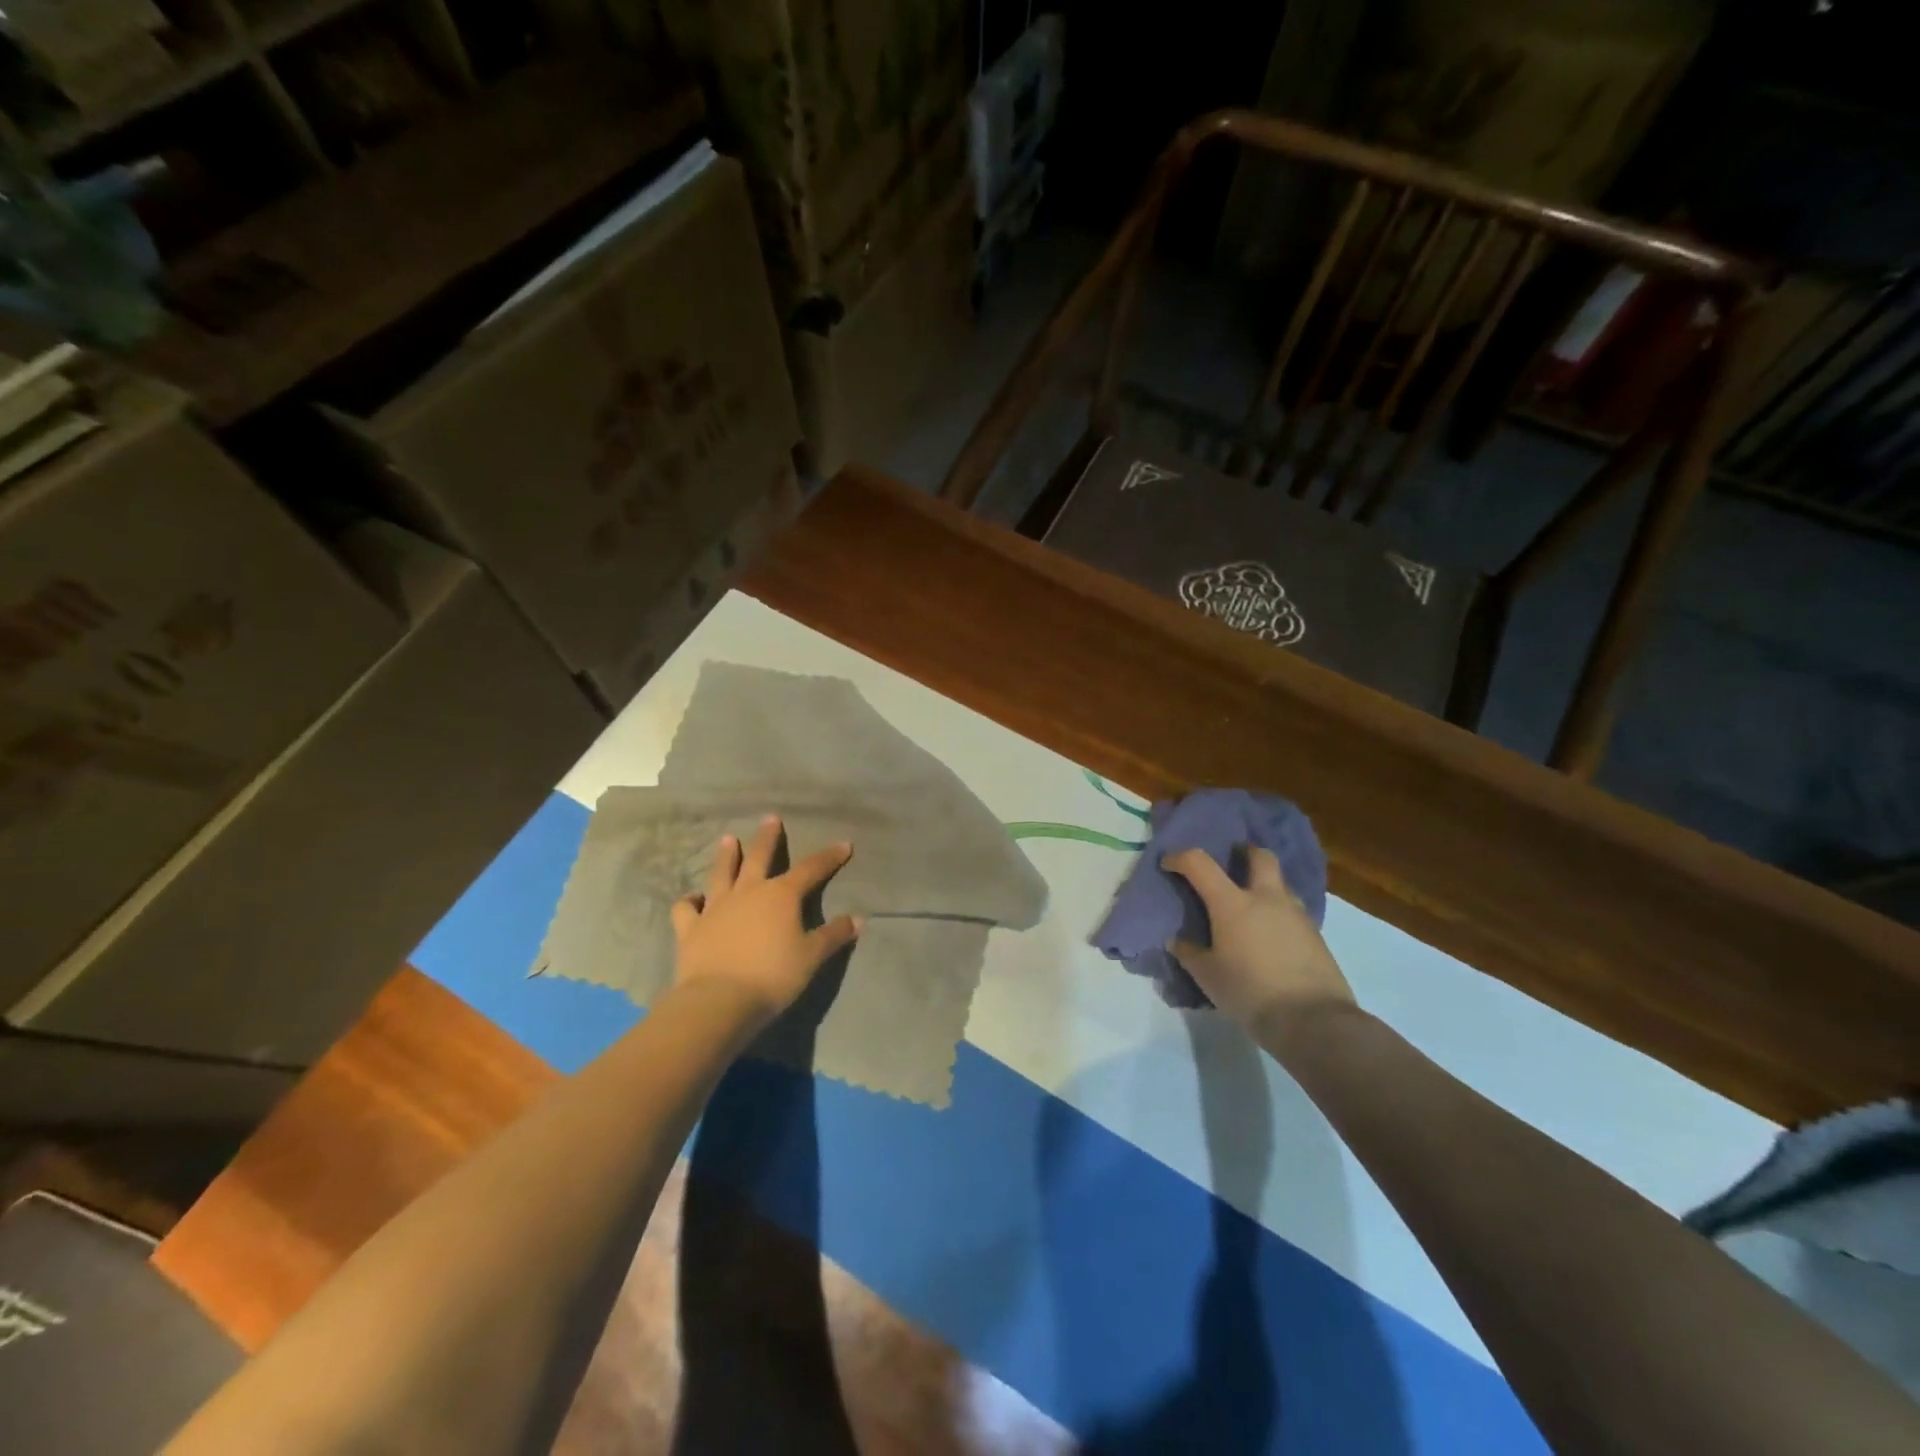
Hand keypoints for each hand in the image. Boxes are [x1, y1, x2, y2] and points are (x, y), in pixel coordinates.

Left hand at [670, 815, 861, 1025]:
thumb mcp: (812, 957)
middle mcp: (748, 892)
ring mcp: (716, 907)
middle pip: (760, 857)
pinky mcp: (691, 927)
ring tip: (729, 839)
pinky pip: (686, 908)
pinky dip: (689, 900)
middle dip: (768, 837)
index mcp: (781, 895)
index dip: (829, 857)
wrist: (719, 1000)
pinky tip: (693, 898)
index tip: (844, 845)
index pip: (811, 869)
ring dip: (727, 855)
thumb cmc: (773, 976)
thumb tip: (858, 919)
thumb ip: (833, 936)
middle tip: (771, 818)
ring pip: (722, 873)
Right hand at [1163, 846, 1356, 1039]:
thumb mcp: (1207, 976)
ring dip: (1265, 884)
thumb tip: (1178, 940)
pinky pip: (1293, 911)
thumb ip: (1189, 953)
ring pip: (1281, 883)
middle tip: (1232, 861)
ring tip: (1252, 905)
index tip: (1169, 864)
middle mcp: (1266, 898)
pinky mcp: (1316, 935)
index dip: (1180, 858)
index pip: (1199, 863)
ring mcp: (1296, 914)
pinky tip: (1271, 934)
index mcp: (1232, 903)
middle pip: (1260, 857)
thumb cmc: (1250, 992)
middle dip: (1244, 852)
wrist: (1312, 1021)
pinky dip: (1279, 912)